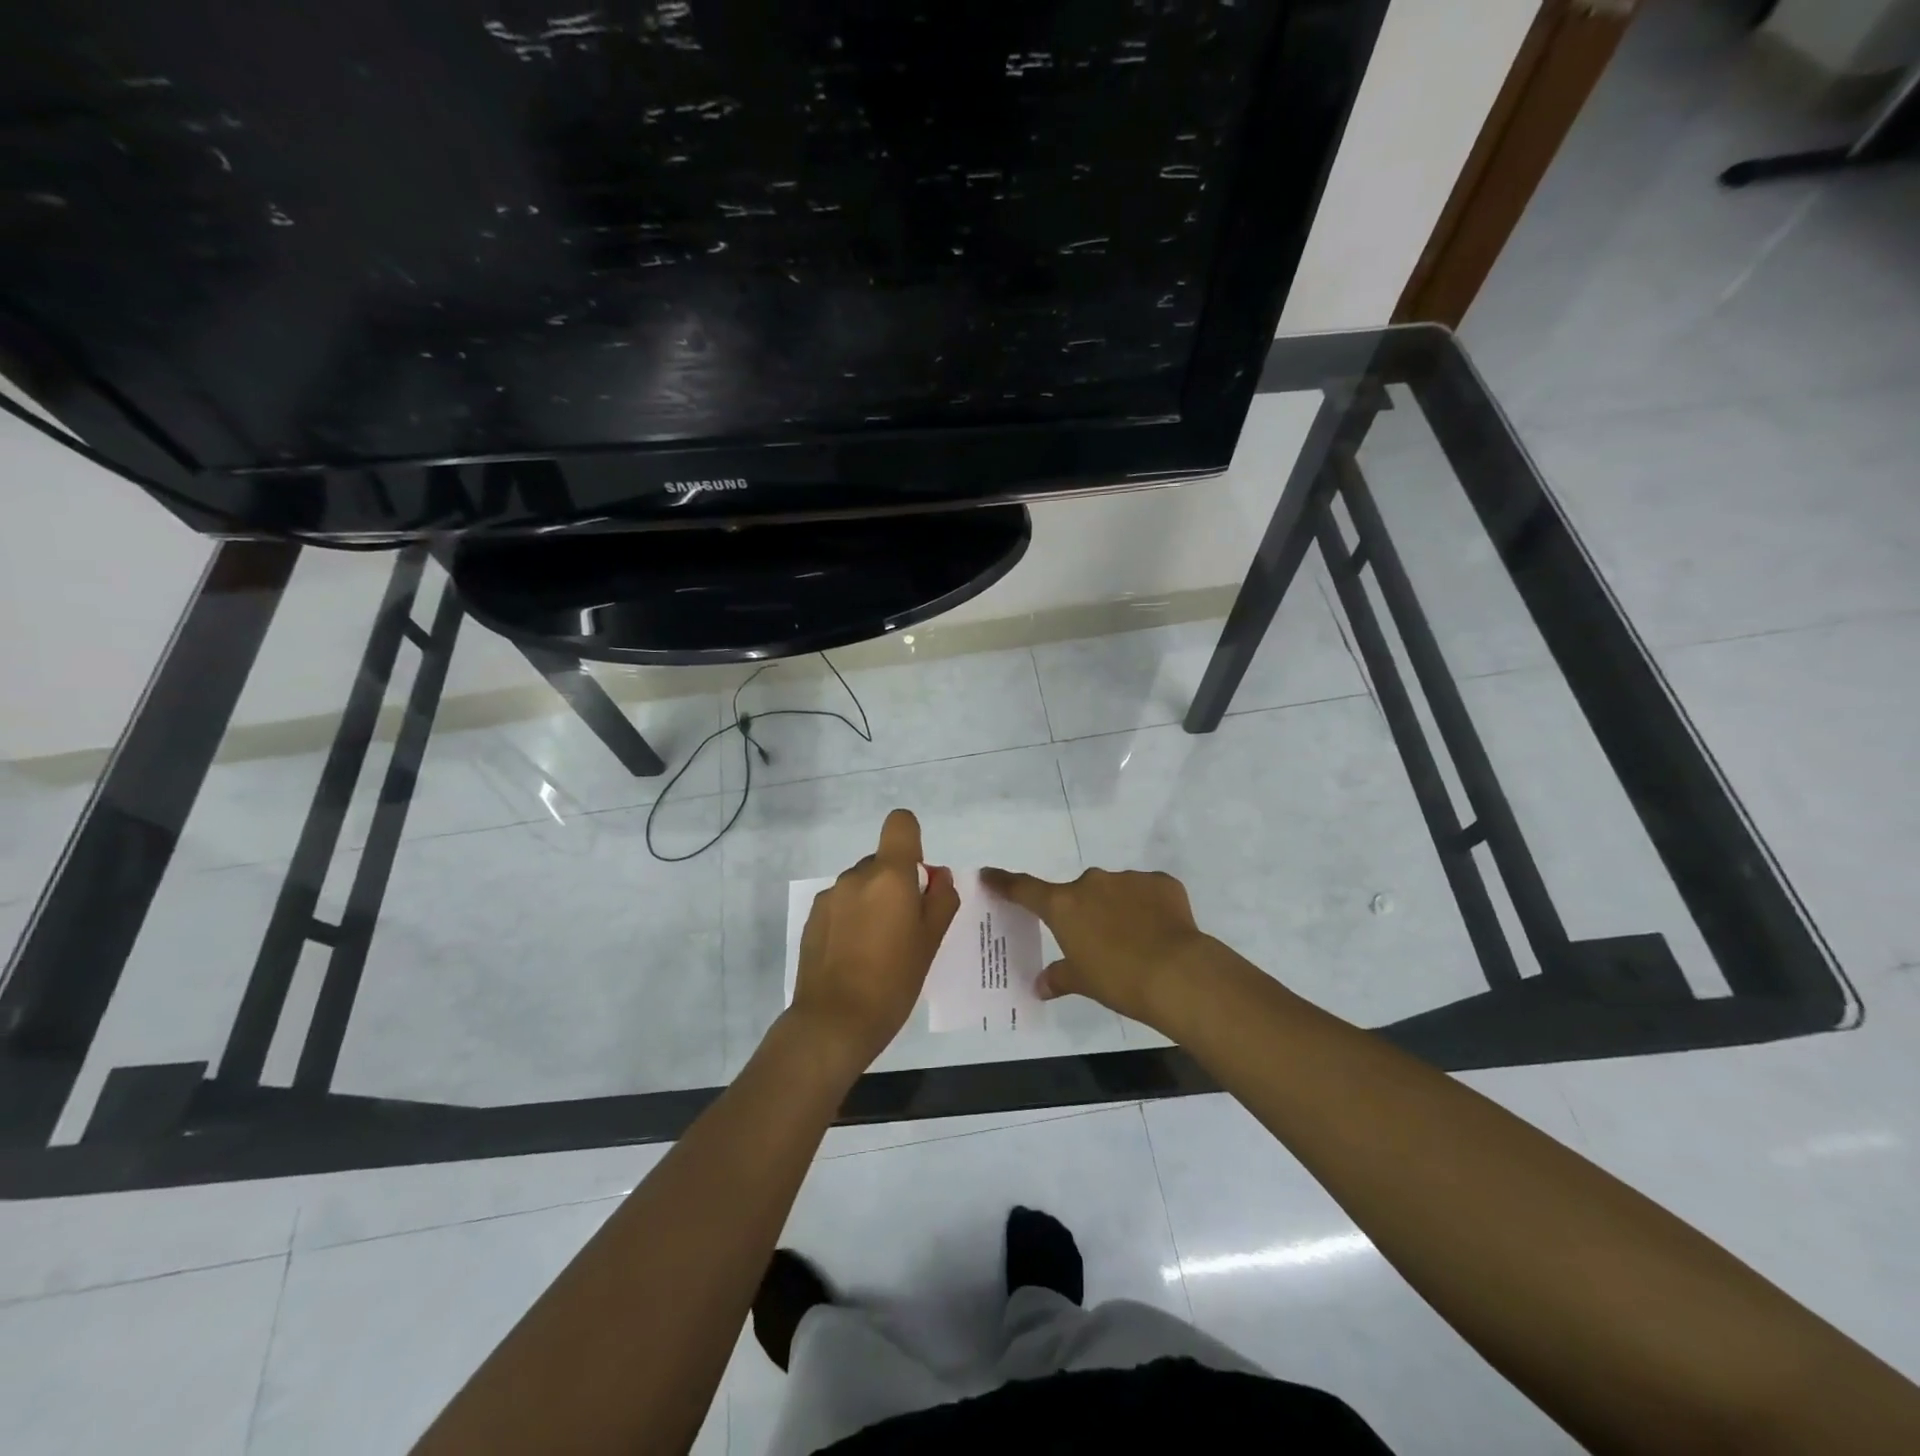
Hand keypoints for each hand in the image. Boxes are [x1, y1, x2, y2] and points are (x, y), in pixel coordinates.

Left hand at [789, 809, 960, 1069]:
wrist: (835, 1021)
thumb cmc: (894, 980)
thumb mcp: (931, 941)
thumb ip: (941, 900)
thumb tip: (938, 877)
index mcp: (890, 875)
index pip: (900, 823)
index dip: (912, 840)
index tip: (918, 877)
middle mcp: (857, 875)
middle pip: (882, 860)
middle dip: (896, 883)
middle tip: (905, 927)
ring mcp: (830, 896)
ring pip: (861, 884)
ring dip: (873, 902)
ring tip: (878, 947)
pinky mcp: (812, 917)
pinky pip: (842, 904)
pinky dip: (852, 918)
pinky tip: (854, 955)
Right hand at [978, 866, 1217, 1029]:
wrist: (1178, 973)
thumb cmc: (1118, 980)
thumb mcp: (1083, 982)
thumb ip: (1059, 977)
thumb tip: (1040, 985)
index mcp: (1063, 905)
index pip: (1024, 889)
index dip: (1005, 883)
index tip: (989, 874)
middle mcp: (1091, 883)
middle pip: (1077, 893)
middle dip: (1083, 912)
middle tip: (1097, 942)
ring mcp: (1128, 879)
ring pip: (1114, 891)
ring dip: (1116, 909)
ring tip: (1135, 941)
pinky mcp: (1161, 882)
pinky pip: (1147, 891)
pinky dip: (1148, 907)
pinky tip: (1160, 932)